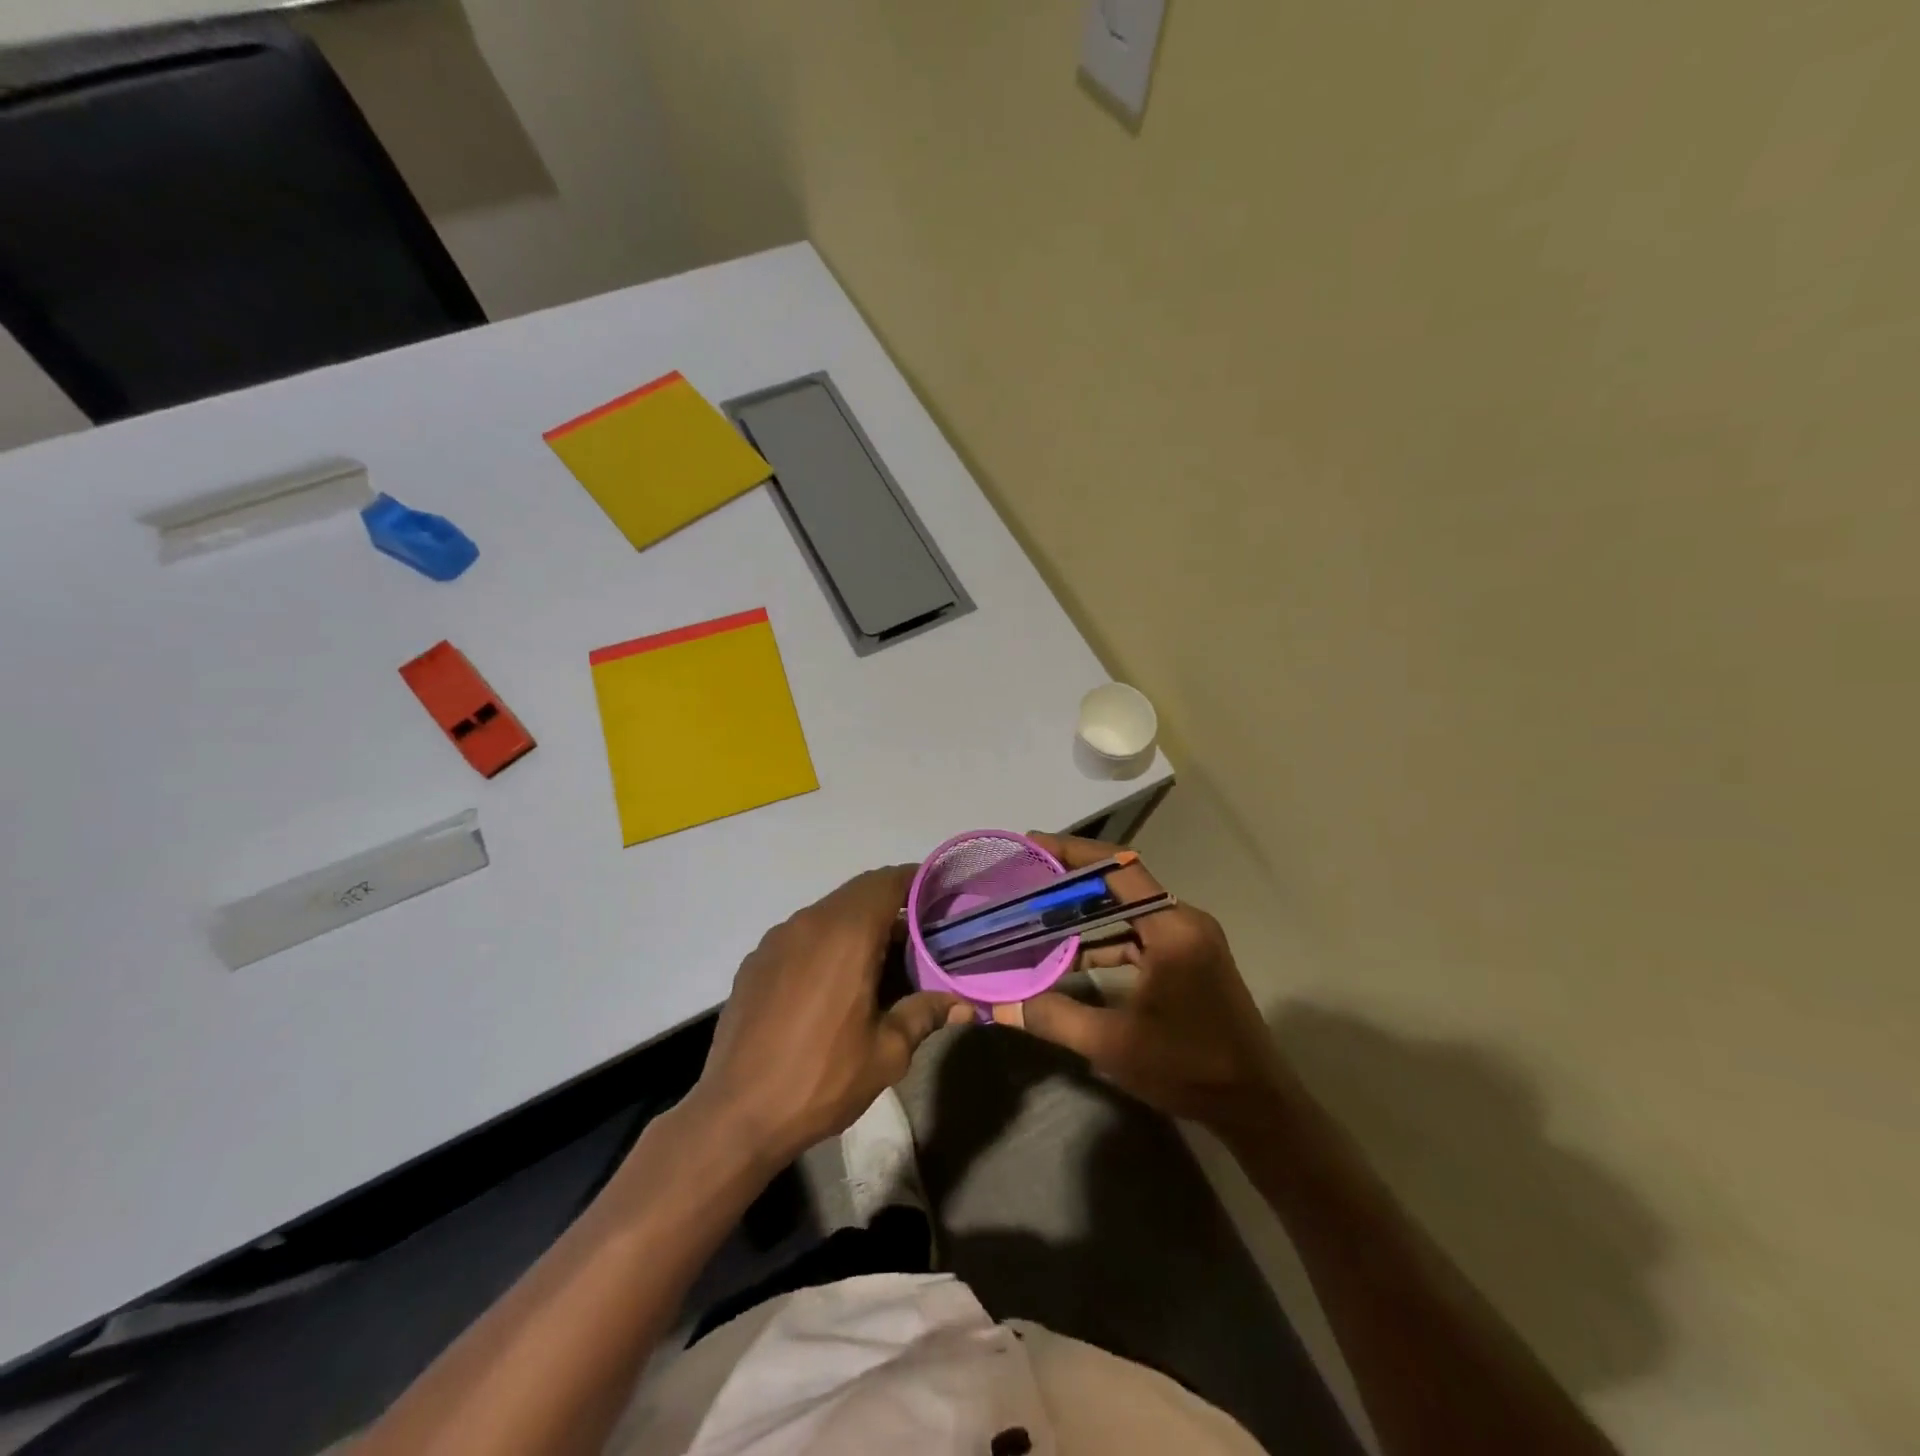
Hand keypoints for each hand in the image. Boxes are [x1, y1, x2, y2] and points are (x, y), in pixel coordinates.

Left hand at [688, 866, 967, 1169]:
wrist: (736, 1114)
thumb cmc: (821, 1079)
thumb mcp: (886, 1053)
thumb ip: (924, 1014)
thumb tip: (960, 1002)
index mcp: (846, 935)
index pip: (887, 883)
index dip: (915, 881)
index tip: (938, 894)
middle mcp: (809, 923)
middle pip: (858, 894)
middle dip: (890, 906)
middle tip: (918, 934)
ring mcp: (776, 940)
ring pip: (828, 913)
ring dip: (856, 925)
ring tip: (878, 961)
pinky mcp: (755, 961)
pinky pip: (801, 935)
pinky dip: (825, 943)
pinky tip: (831, 983)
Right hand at [1019, 834, 1285, 1129]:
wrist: (1256, 1106)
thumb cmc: (1189, 1068)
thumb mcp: (1113, 1044)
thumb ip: (1054, 1017)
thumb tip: (1001, 1003)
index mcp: (1172, 929)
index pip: (1119, 868)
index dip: (1074, 852)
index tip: (1033, 844)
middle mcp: (1184, 921)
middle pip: (1122, 883)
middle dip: (1072, 878)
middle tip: (1026, 876)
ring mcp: (1190, 939)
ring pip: (1129, 909)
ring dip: (1087, 910)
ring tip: (1038, 910)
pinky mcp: (1190, 958)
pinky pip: (1140, 933)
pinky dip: (1106, 938)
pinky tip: (1071, 954)